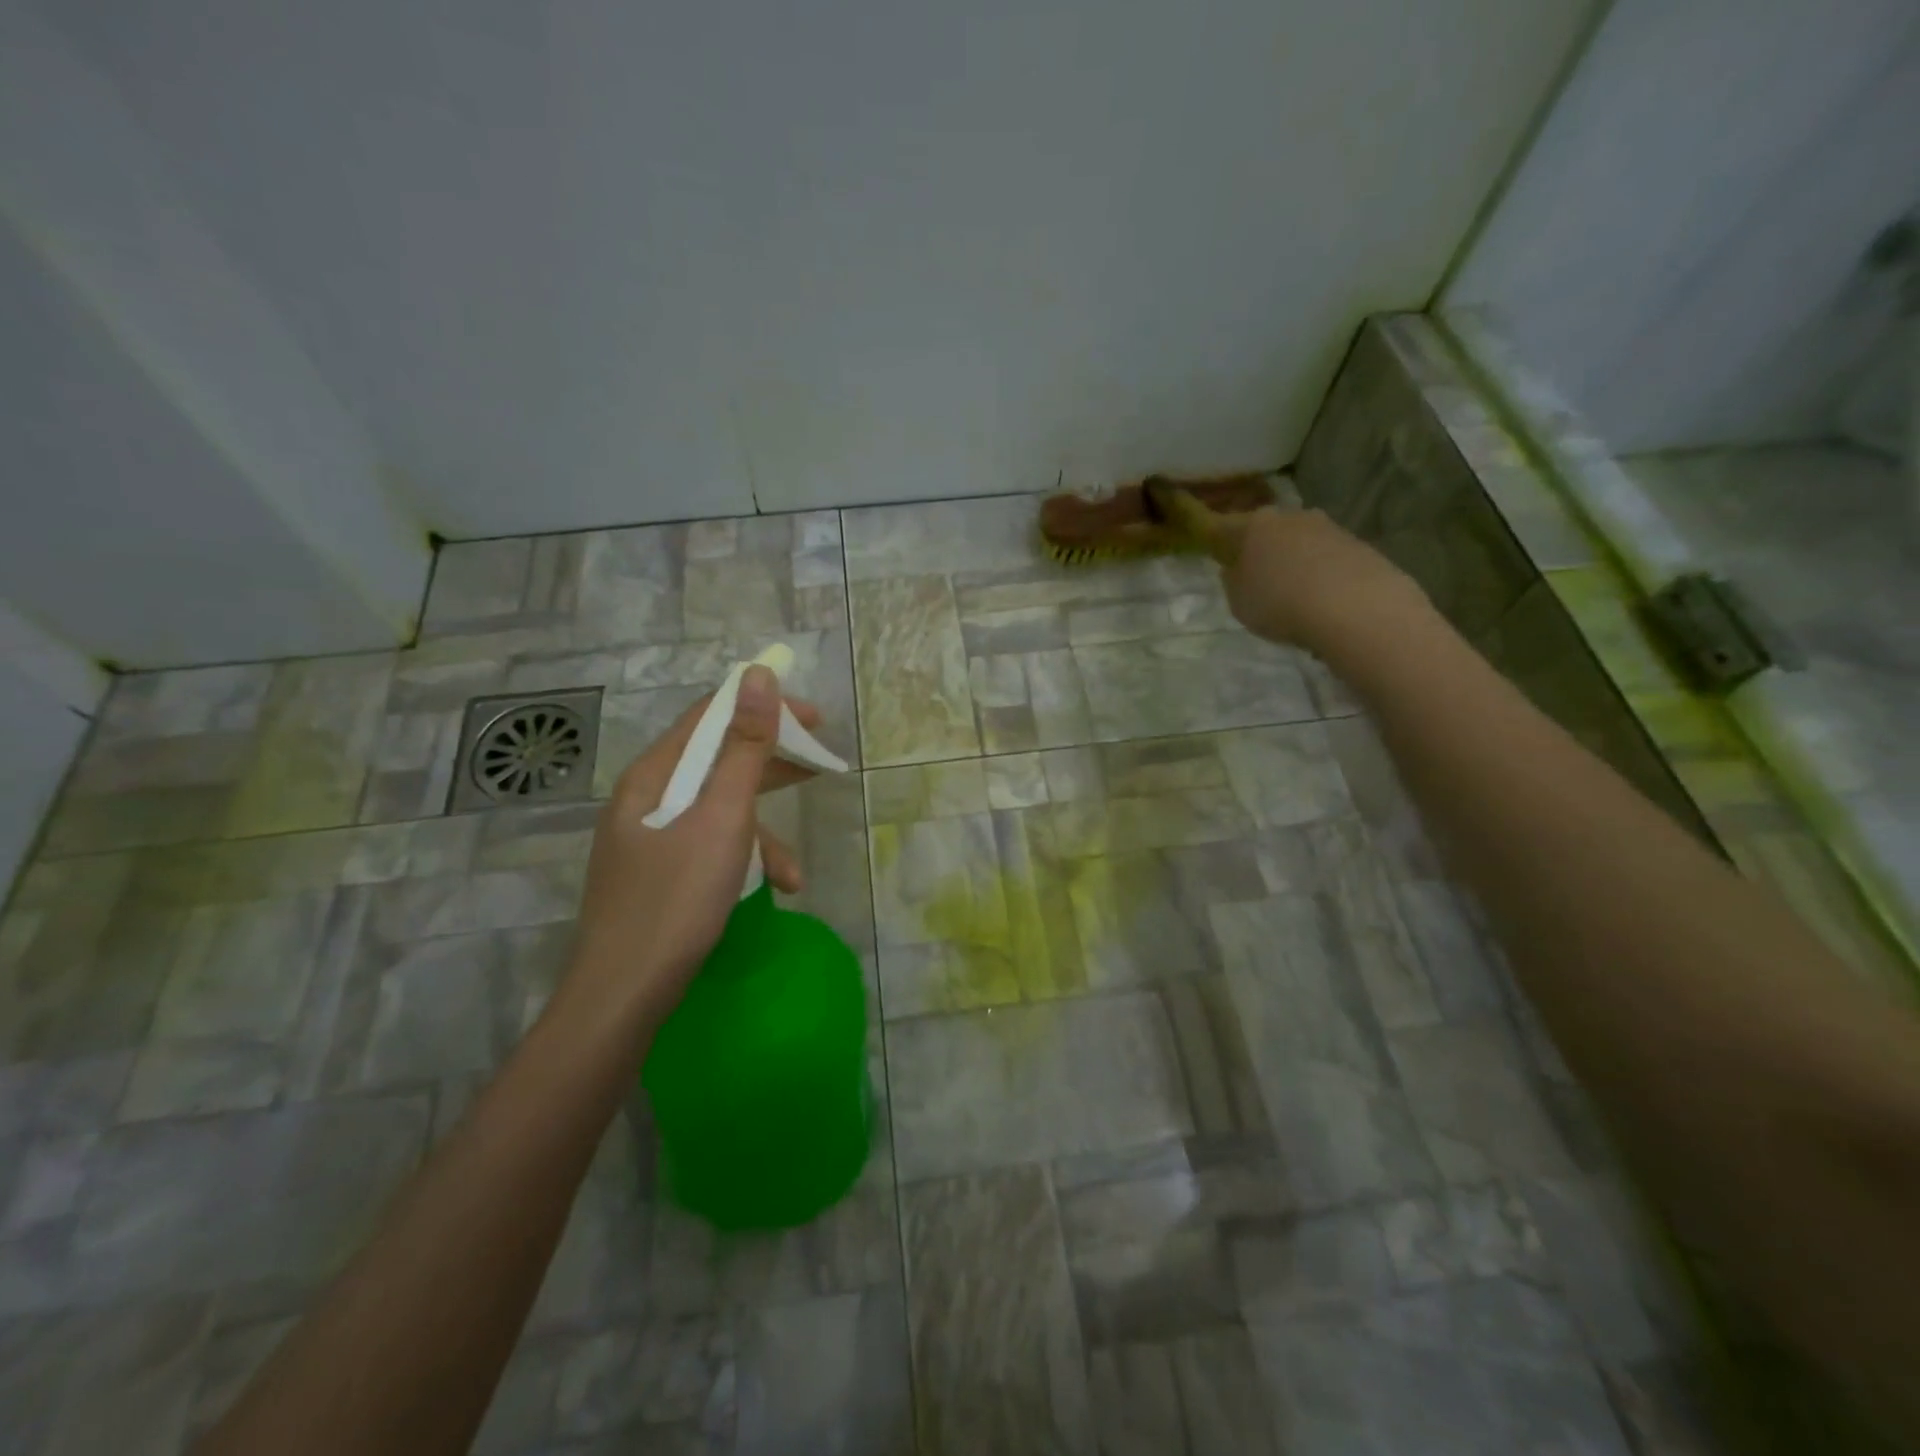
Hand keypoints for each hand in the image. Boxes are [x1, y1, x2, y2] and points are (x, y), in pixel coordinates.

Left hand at [565, 665, 819, 1018]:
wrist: (623, 996)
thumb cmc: (676, 900)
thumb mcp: (722, 819)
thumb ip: (744, 748)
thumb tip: (758, 676)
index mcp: (653, 776)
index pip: (709, 717)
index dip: (763, 708)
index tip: (814, 718)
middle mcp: (646, 799)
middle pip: (716, 761)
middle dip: (770, 765)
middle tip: (819, 764)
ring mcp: (649, 840)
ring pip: (718, 812)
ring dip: (763, 832)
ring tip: (793, 871)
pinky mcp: (658, 874)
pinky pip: (709, 847)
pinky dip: (742, 861)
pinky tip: (768, 892)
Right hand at [1174, 501, 1429, 654]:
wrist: (1354, 607)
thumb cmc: (1280, 603)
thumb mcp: (1238, 602)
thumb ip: (1233, 582)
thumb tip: (1235, 569)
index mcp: (1253, 525)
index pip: (1224, 527)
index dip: (1216, 540)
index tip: (1213, 552)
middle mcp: (1290, 517)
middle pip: (1267, 530)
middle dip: (1261, 548)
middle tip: (1256, 576)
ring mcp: (1328, 527)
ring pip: (1300, 541)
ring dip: (1294, 559)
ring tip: (1294, 591)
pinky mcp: (1357, 544)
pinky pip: (1327, 557)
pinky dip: (1320, 571)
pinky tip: (1322, 597)